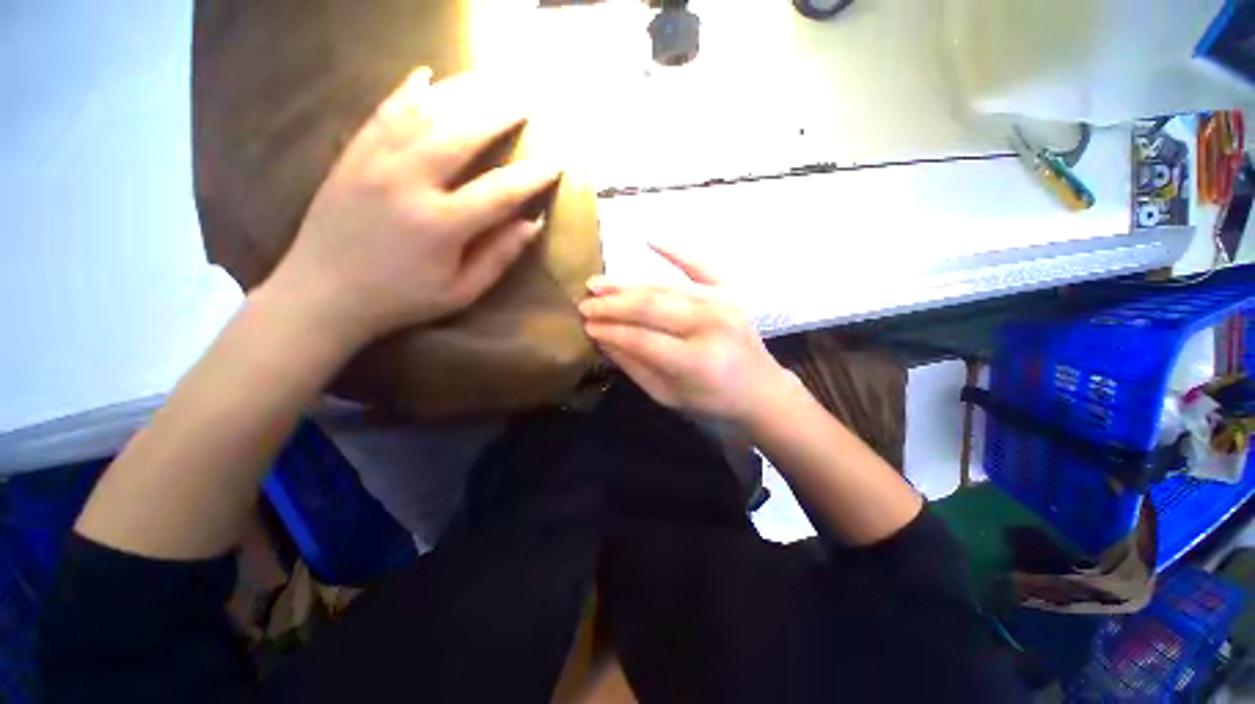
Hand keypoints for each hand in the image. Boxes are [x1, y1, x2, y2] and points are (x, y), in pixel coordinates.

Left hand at [261, 67, 560, 347]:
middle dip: (497, 112)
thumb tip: (532, 224)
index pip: (499, 191)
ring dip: (460, 93)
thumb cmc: (402, 298)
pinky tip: (426, 74)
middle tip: (524, 98)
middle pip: (461, 134)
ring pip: (423, 113)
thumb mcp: (461, 292)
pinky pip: (382, 112)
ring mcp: (375, 162)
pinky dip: (406, 90)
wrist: (322, 293)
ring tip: (489, 80)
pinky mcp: (352, 155)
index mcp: (441, 225)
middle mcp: (408, 183)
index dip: (532, 175)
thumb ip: (498, 257)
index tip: (555, 162)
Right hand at [578, 246, 793, 425]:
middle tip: (585, 302)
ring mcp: (723, 303)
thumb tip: (602, 337)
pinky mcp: (731, 292)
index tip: (586, 325)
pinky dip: (676, 251)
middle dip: (613, 304)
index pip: (642, 338)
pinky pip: (701, 265)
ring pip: (666, 287)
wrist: (761, 390)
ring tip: (599, 284)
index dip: (610, 330)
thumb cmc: (712, 401)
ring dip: (628, 284)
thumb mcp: (668, 395)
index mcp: (696, 360)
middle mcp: (710, 325)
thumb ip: (634, 365)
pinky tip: (650, 239)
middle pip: (652, 306)